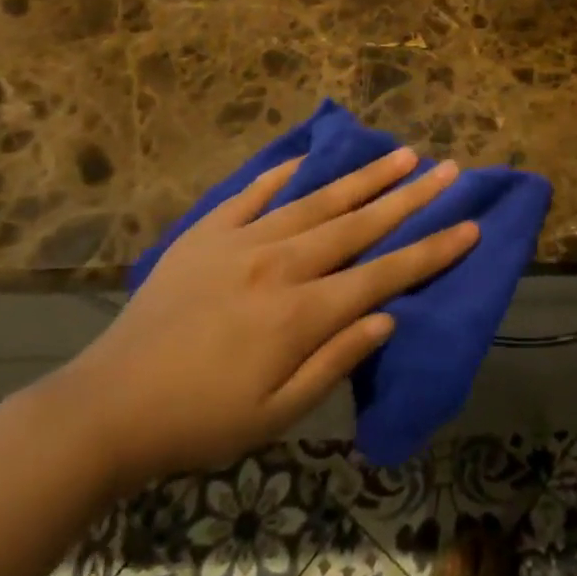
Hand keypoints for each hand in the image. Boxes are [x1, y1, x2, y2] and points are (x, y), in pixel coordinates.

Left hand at [41, 150, 476, 491]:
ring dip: (364, 176)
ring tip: (401, 153)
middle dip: (410, 197)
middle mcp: (280, 265)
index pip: (383, 275)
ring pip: (317, 200)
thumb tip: (386, 317)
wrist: (106, 406)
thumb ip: (334, 361)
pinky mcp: (208, 232)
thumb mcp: (275, 417)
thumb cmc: (198, 422)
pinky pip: (255, 192)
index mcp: (300, 314)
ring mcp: (242, 241)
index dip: (430, 250)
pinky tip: (311, 156)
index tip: (469, 224)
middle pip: (359, 224)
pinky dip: (286, 172)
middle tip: (448, 168)